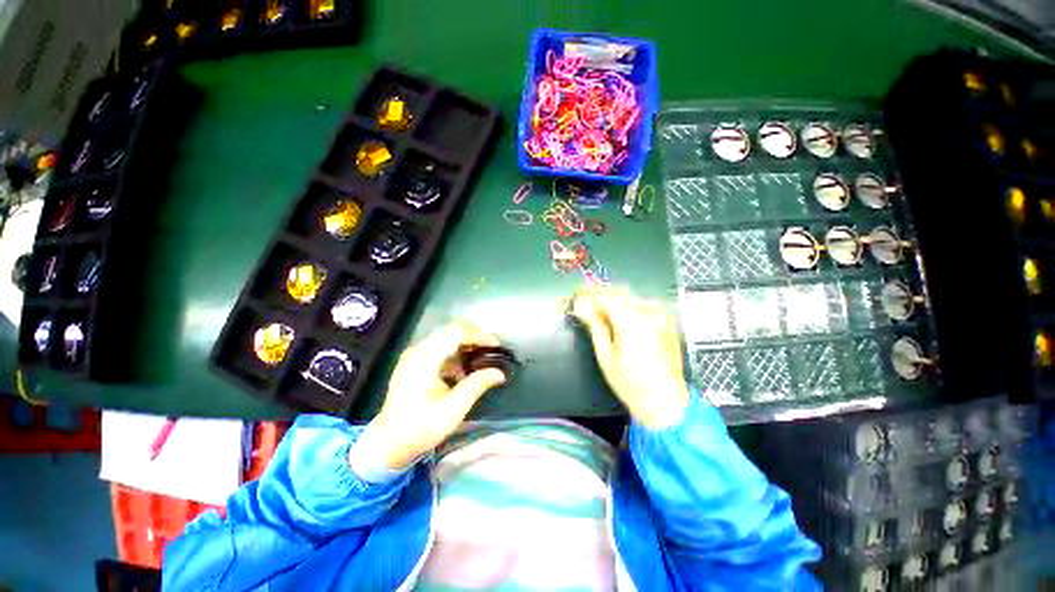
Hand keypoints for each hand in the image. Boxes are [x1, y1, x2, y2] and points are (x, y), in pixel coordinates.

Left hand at [353, 322, 506, 469]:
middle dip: (474, 337)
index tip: (497, 345)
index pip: (457, 333)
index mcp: (425, 358)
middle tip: (491, 350)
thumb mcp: (454, 408)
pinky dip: (454, 354)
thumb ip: (477, 385)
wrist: (388, 444)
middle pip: (451, 331)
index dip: (479, 335)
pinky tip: (462, 372)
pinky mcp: (413, 362)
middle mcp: (418, 350)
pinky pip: (439, 348)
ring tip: (480, 361)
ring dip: (465, 345)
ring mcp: (414, 355)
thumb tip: (500, 373)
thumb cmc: (421, 427)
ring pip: (445, 338)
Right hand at [571, 286, 690, 428]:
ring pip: (630, 297)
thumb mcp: (606, 356)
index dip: (587, 294)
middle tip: (584, 302)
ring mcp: (660, 316)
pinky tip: (618, 315)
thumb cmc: (631, 385)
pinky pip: (642, 304)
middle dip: (599, 295)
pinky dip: (627, 305)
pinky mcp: (666, 321)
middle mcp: (648, 313)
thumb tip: (582, 307)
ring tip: (598, 310)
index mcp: (632, 322)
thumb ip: (595, 326)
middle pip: (618, 293)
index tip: (576, 296)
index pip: (604, 297)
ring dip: (613, 299)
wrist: (665, 402)